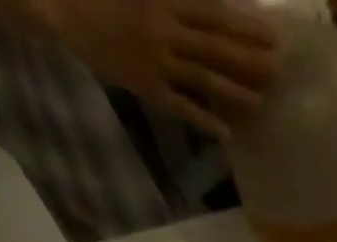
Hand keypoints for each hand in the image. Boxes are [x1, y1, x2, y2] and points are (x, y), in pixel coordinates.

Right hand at [41, 0, 278, 137]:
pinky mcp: (147, 86)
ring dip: (234, 92)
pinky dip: (204, 120)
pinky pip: (181, 106)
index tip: (273, 35)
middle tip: (279, 70)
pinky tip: (227, 133)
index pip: (213, 14)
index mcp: (162, 0)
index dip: (245, 25)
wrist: (57, 6)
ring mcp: (156, 61)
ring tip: (260, 102)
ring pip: (204, 79)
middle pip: (216, 48)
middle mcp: (164, 30)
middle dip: (250, 59)